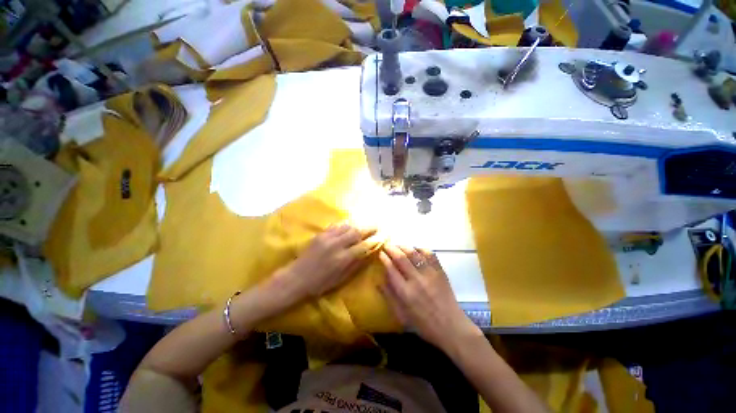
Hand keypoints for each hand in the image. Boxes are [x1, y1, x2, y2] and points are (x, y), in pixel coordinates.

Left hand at [281, 224, 376, 299]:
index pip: (363, 245)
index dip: (374, 240)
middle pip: (357, 232)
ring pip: (347, 226)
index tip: (382, 236)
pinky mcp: (320, 234)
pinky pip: (336, 226)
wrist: (296, 278)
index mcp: (342, 259)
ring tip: (365, 225)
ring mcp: (327, 238)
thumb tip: (369, 253)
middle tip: (377, 226)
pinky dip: (345, 224)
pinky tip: (350, 224)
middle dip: (369, 228)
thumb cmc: (320, 283)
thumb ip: (356, 264)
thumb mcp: (341, 279)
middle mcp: (336, 245)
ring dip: (358, 225)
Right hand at [379, 244, 478, 350]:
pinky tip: (415, 250)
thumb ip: (389, 296)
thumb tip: (378, 281)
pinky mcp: (440, 271)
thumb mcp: (401, 315)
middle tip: (386, 245)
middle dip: (391, 248)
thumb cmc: (423, 324)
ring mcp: (430, 274)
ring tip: (398, 245)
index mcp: (405, 293)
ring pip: (414, 253)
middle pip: (401, 258)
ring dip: (403, 246)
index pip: (391, 269)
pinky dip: (421, 249)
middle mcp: (417, 280)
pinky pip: (430, 254)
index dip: (384, 258)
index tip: (380, 253)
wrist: (451, 327)